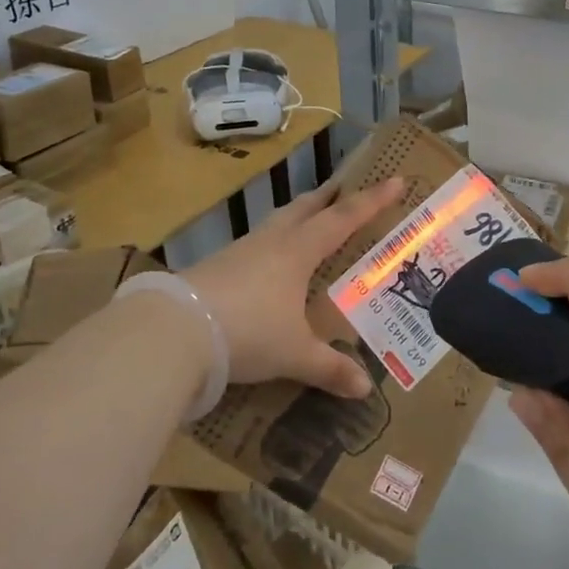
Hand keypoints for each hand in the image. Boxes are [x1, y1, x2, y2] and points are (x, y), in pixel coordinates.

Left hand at [185, 177, 403, 397]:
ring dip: (296, 217)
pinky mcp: (215, 267)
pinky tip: (267, 264)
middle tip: (343, 189)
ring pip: (276, 223)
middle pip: (304, 208)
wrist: (173, 330)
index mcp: (298, 251)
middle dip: (328, 197)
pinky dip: (271, 245)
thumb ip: (329, 368)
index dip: (372, 200)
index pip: (344, 218)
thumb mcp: (294, 353)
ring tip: (307, 221)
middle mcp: (271, 242)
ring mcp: (239, 252)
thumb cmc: (248, 331)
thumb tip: (364, 389)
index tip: (395, 180)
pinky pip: (254, 246)